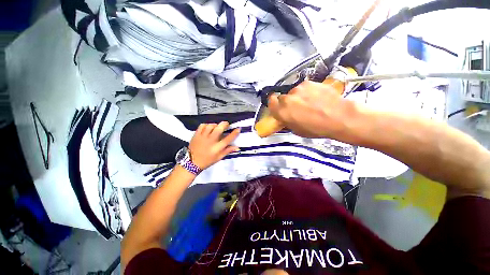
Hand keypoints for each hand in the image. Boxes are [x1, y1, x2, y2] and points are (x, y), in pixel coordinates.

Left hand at [188, 122, 240, 169]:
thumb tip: (237, 147)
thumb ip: (228, 151)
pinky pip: (202, 126)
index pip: (228, 139)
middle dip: (225, 124)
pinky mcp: (196, 135)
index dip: (234, 133)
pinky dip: (207, 125)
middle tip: (227, 124)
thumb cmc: (207, 161)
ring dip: (216, 124)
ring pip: (211, 126)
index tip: (238, 129)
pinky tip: (208, 127)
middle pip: (219, 129)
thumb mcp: (219, 157)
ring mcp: (202, 137)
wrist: (191, 162)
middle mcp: (211, 141)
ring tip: (217, 126)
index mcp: (217, 148)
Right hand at [268, 80, 358, 138]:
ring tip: (310, 102)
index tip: (278, 106)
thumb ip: (286, 121)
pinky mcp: (309, 82)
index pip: (270, 102)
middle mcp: (287, 99)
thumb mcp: (297, 130)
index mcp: (282, 112)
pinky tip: (316, 97)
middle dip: (287, 102)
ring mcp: (298, 89)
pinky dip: (307, 91)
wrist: (339, 117)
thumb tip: (284, 116)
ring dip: (298, 96)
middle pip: (282, 97)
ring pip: (293, 92)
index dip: (274, 104)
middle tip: (296, 107)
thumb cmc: (316, 128)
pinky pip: (304, 87)